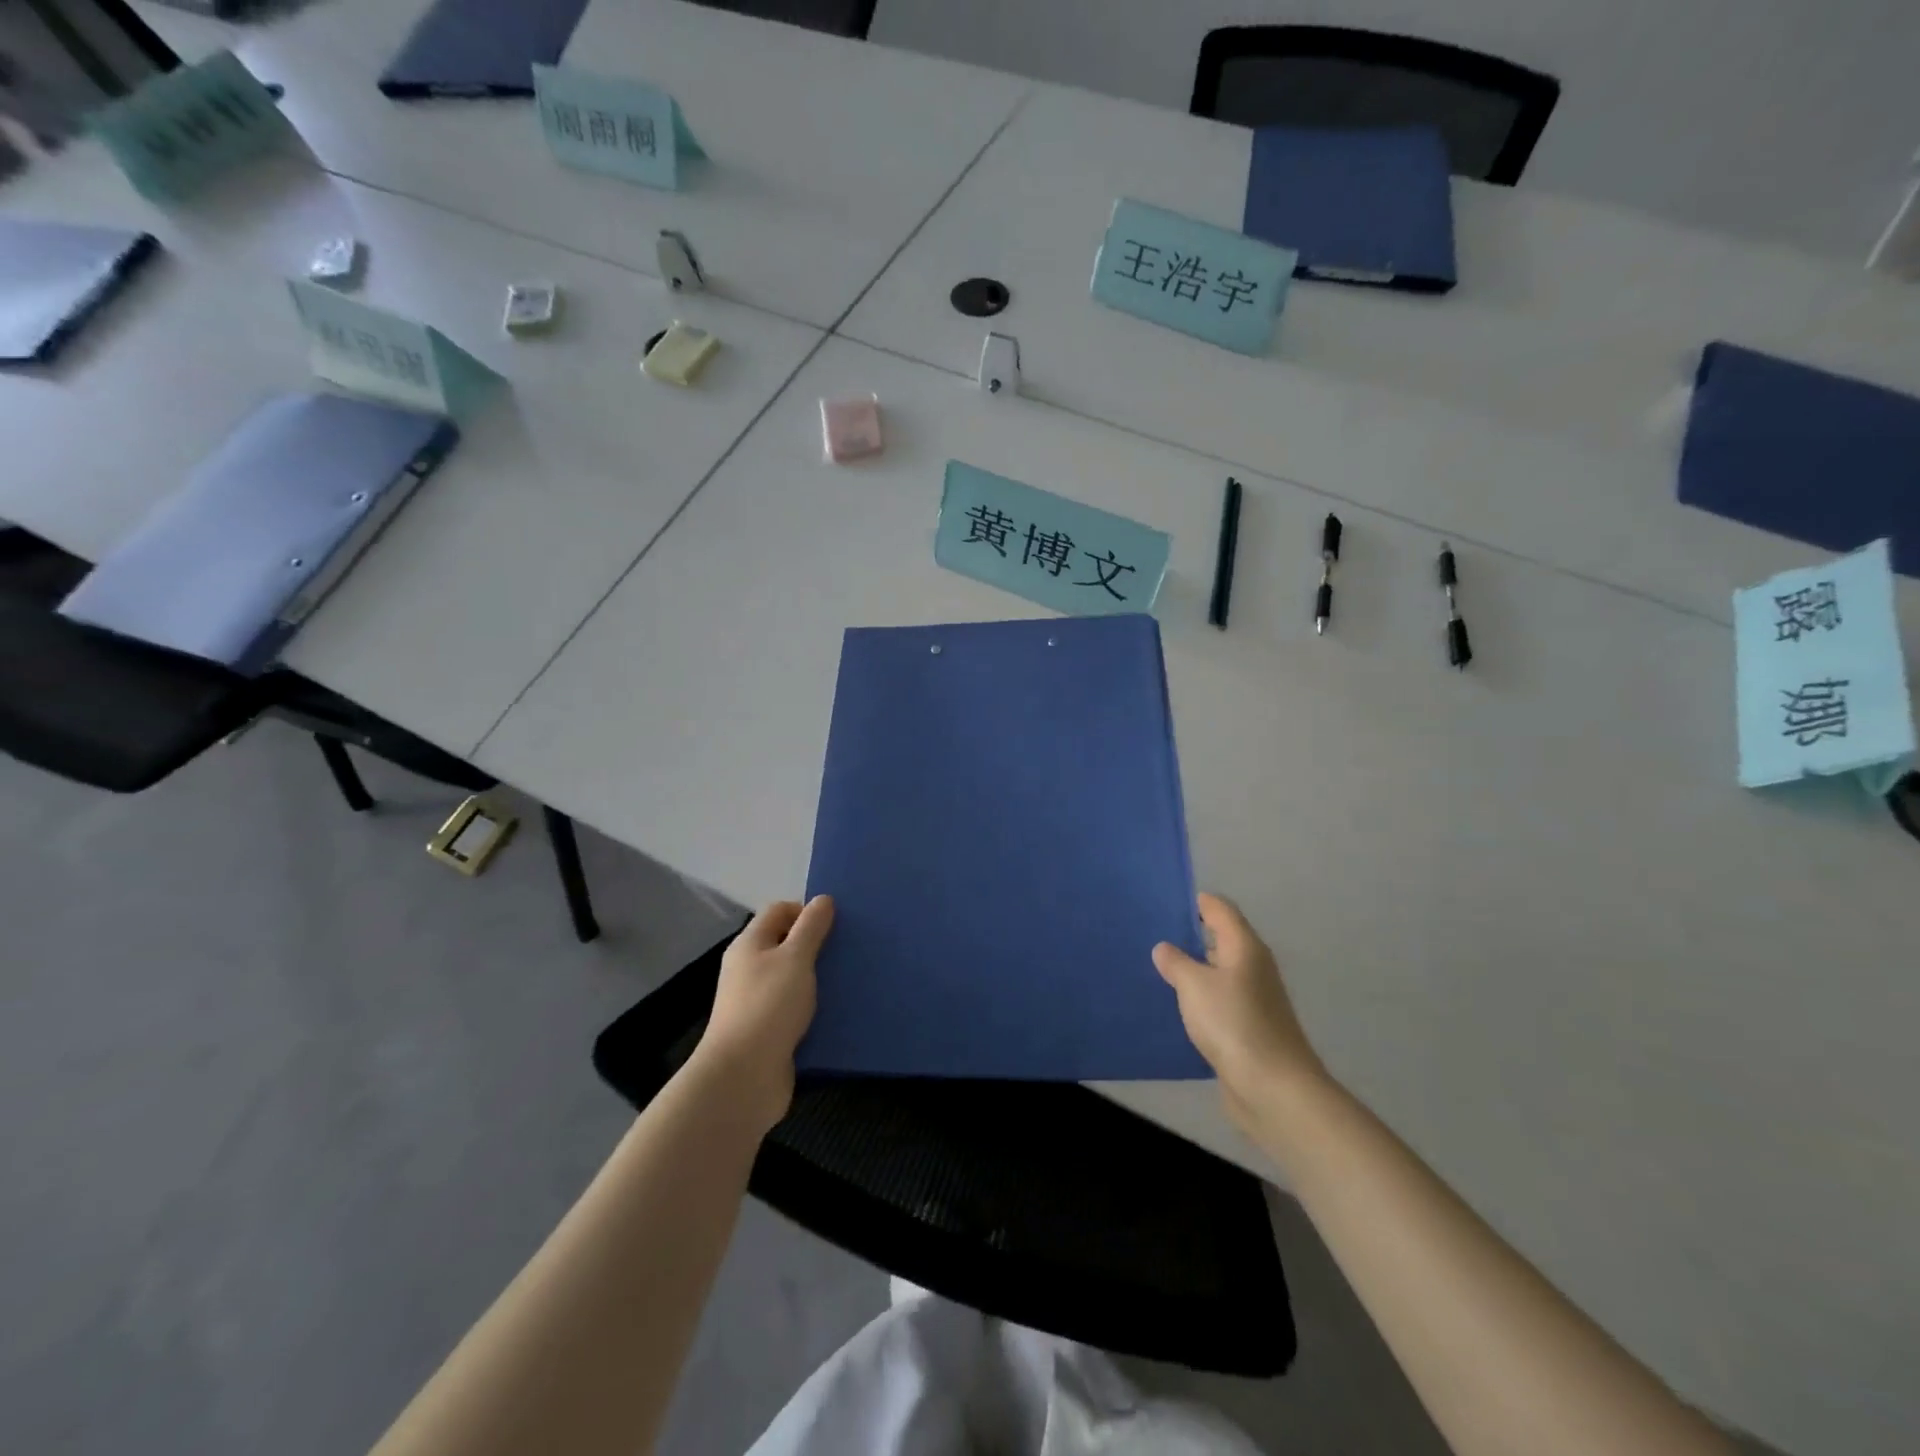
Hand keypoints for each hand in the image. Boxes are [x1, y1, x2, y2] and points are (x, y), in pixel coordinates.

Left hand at [695, 896, 834, 1132]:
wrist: (744, 1077)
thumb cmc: (768, 1006)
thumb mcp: (795, 958)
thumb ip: (811, 928)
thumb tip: (823, 899)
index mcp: (750, 945)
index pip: (779, 911)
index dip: (806, 911)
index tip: (837, 924)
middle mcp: (750, 970)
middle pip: (786, 945)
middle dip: (818, 945)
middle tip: (850, 950)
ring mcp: (758, 1003)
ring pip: (794, 980)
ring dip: (819, 979)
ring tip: (852, 980)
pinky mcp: (769, 1033)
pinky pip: (797, 1011)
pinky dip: (816, 1009)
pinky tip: (840, 1012)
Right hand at [1154, 893, 1327, 1138]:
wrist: (1274, 1089)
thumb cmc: (1234, 1024)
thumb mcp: (1195, 985)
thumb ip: (1176, 962)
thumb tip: (1165, 948)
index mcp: (1245, 947)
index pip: (1219, 909)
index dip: (1194, 901)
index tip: (1162, 901)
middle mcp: (1252, 967)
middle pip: (1219, 939)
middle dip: (1187, 936)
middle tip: (1149, 934)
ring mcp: (1252, 1000)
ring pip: (1216, 973)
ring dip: (1191, 970)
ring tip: (1154, 969)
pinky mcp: (1247, 1029)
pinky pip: (1217, 1003)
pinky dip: (1197, 1000)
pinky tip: (1173, 1007)